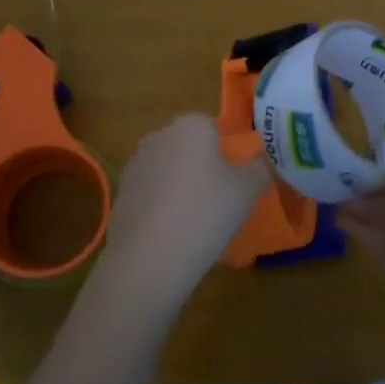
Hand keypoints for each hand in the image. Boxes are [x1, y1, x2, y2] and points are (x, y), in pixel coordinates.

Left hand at [100, 114, 269, 302]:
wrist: (150, 257)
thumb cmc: (207, 212)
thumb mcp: (249, 189)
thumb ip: (261, 168)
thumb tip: (263, 160)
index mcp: (191, 125)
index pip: (213, 128)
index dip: (226, 154)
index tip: (234, 182)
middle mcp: (159, 136)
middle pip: (188, 148)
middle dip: (202, 168)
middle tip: (220, 201)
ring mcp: (135, 165)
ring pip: (169, 171)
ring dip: (181, 187)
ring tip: (196, 223)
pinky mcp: (121, 194)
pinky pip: (152, 194)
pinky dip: (162, 207)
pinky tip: (172, 234)